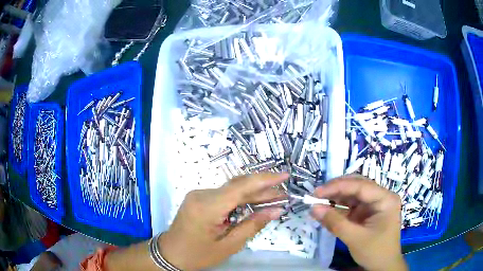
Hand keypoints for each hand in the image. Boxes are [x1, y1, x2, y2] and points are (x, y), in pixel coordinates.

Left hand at [159, 173, 287, 270]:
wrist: (170, 254)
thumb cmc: (198, 254)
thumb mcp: (228, 245)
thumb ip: (252, 226)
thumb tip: (276, 211)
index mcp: (207, 207)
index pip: (240, 187)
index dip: (265, 179)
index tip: (284, 175)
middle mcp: (202, 194)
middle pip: (237, 186)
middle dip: (262, 188)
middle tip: (283, 193)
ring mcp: (198, 194)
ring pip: (231, 189)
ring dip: (252, 194)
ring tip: (274, 197)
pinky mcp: (198, 198)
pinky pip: (224, 195)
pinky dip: (240, 198)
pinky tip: (253, 203)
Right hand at [311, 175, 406, 270]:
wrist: (383, 267)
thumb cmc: (375, 252)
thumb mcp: (354, 238)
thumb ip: (334, 223)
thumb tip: (313, 208)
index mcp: (385, 199)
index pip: (361, 186)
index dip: (338, 186)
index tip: (317, 192)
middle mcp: (381, 197)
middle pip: (358, 186)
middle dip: (337, 189)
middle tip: (317, 195)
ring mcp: (375, 205)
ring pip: (353, 195)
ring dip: (336, 198)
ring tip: (319, 203)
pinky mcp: (368, 213)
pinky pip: (352, 206)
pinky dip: (339, 209)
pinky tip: (328, 211)